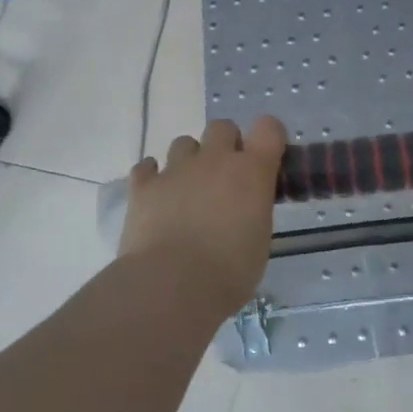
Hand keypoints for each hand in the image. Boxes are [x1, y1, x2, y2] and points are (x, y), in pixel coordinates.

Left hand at [119, 116, 287, 307]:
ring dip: (189, 160)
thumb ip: (253, 210)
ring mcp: (176, 169)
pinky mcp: (144, 185)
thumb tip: (244, 210)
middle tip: (225, 177)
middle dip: (226, 144)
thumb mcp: (259, 240)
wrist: (172, 284)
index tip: (267, 156)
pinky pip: (146, 168)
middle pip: (222, 127)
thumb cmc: (229, 271)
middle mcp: (214, 159)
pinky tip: (156, 197)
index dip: (269, 136)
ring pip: (184, 143)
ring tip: (188, 190)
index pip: (268, 128)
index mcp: (251, 171)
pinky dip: (152, 177)